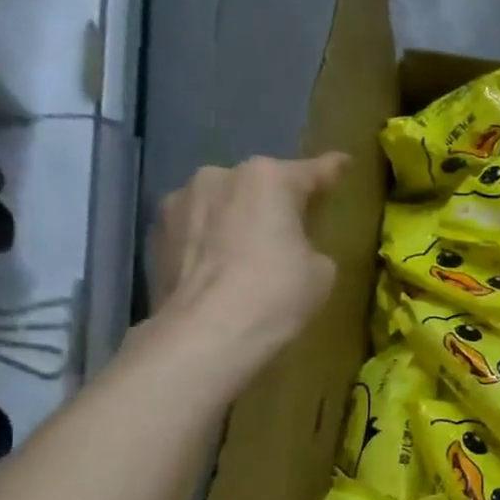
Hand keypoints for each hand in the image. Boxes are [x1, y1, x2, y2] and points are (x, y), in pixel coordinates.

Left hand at [148, 153, 350, 366]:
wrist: (205, 335)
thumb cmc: (276, 295)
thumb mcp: (321, 272)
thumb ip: (311, 246)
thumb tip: (293, 250)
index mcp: (268, 178)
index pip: (312, 171)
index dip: (332, 170)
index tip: (343, 164)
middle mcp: (220, 176)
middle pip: (259, 185)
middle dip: (275, 201)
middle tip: (292, 228)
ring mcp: (180, 201)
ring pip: (222, 204)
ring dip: (237, 219)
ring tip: (247, 253)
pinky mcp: (155, 232)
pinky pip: (196, 229)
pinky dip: (209, 242)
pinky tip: (218, 270)